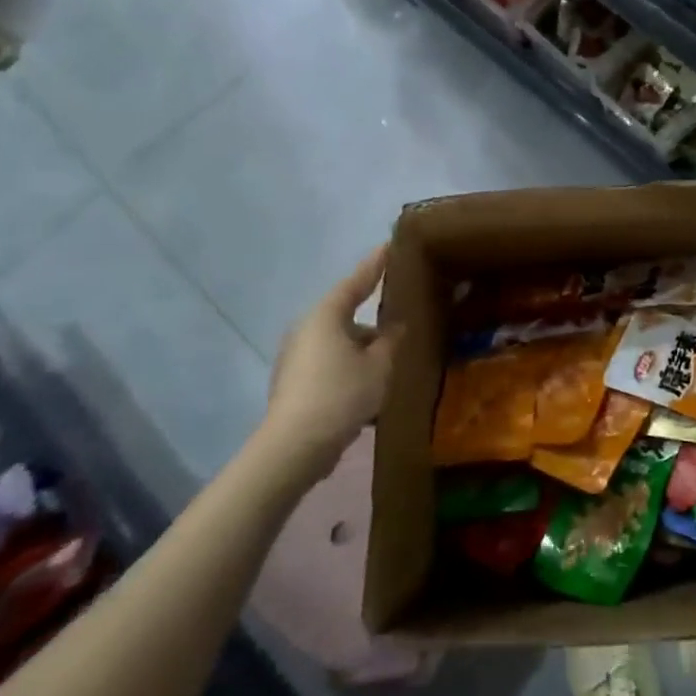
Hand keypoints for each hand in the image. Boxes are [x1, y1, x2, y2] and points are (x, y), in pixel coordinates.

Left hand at [260, 248, 399, 483]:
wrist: (294, 448)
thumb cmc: (341, 394)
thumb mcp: (380, 365)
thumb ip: (392, 341)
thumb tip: (396, 327)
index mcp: (326, 316)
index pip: (356, 282)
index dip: (375, 265)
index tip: (389, 247)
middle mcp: (306, 330)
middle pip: (346, 316)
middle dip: (373, 322)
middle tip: (401, 320)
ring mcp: (296, 358)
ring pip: (339, 344)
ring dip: (363, 350)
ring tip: (390, 362)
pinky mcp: (293, 384)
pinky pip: (330, 365)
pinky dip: (350, 369)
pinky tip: (369, 388)